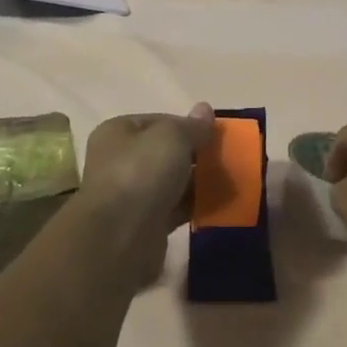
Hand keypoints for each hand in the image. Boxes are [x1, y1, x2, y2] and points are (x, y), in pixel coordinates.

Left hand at [77, 103, 215, 285]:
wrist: (121, 237)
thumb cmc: (142, 173)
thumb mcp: (172, 137)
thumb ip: (192, 125)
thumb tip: (205, 109)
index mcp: (118, 132)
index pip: (159, 121)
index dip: (187, 125)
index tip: (215, 134)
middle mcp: (119, 161)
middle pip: (165, 152)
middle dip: (195, 155)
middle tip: (225, 159)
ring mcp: (131, 194)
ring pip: (171, 181)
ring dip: (197, 182)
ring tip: (228, 182)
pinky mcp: (144, 224)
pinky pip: (175, 208)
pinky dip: (194, 206)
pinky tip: (217, 205)